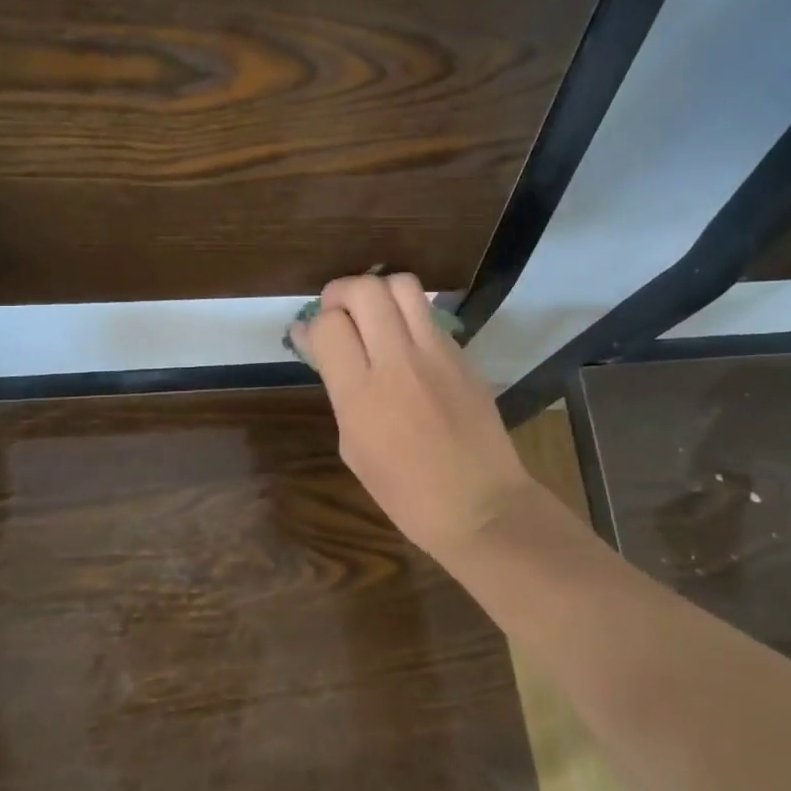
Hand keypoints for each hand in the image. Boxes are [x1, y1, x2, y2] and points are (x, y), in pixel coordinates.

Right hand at [292, 273, 538, 555]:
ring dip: (378, 291)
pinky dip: (408, 315)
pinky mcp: (463, 353)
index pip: (327, 325)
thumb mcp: (352, 444)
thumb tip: (311, 339)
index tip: (313, 334)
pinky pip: (428, 314)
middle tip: (338, 314)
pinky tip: (406, 341)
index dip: (315, 324)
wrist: (479, 506)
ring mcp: (436, 353)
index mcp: (361, 394)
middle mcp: (398, 362)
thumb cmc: (404, 492)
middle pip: (364, 290)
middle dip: (341, 292)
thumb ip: (335, 385)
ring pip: (401, 284)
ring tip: (373, 314)